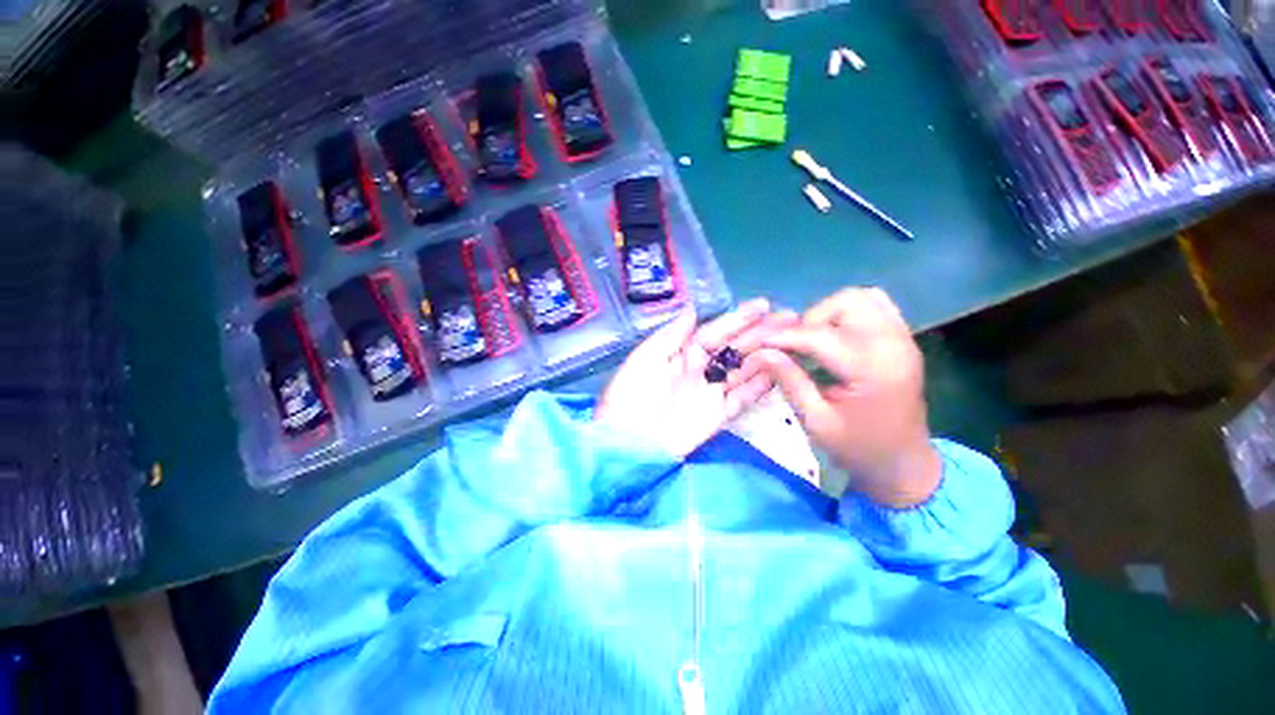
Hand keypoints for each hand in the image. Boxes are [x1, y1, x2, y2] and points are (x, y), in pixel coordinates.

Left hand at [595, 299, 796, 458]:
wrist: (628, 442)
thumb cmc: (631, 395)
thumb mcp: (645, 359)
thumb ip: (671, 335)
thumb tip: (693, 309)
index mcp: (681, 353)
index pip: (715, 332)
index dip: (738, 319)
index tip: (763, 305)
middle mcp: (700, 369)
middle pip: (734, 348)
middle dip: (760, 333)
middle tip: (790, 319)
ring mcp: (711, 392)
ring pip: (743, 370)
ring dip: (767, 355)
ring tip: (793, 340)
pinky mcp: (718, 416)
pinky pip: (743, 398)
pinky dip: (761, 387)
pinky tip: (780, 372)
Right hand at [739, 288, 940, 507]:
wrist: (904, 464)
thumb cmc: (858, 448)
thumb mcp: (816, 421)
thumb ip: (789, 381)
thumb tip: (763, 352)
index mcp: (873, 370)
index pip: (820, 336)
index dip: (784, 336)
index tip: (759, 341)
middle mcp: (893, 345)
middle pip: (846, 303)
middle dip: (810, 320)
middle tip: (794, 345)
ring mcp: (903, 339)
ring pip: (862, 298)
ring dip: (829, 313)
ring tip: (813, 340)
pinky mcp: (904, 340)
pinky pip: (876, 306)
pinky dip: (849, 313)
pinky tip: (835, 335)